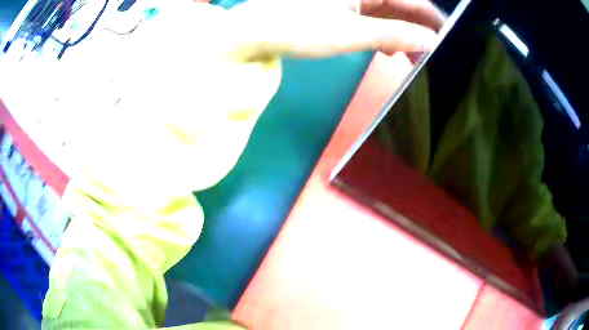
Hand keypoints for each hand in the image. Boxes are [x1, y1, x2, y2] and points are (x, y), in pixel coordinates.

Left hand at [227, 0, 444, 58]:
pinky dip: (382, 33)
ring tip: (411, 58)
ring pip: (387, 13)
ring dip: (401, 34)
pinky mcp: (338, 7)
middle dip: (418, 29)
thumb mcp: (351, 34)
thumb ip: (394, 35)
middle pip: (400, 5)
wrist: (253, 33)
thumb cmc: (297, 28)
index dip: (433, 19)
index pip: (411, 0)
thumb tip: (430, 42)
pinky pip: (370, 17)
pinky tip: (388, 49)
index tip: (449, 39)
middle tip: (431, 56)